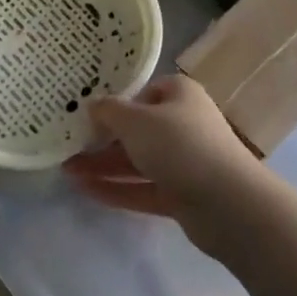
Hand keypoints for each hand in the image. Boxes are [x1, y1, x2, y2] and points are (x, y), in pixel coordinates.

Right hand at [63, 75, 261, 229]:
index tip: (88, 112)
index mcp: (179, 95)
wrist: (229, 203)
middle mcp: (183, 124)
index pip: (145, 92)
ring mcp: (184, 162)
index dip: (117, 101)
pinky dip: (118, 189)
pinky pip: (143, 189)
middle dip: (103, 139)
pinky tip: (86, 191)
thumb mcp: (136, 121)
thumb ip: (109, 112)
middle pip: (137, 129)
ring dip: (104, 165)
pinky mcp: (182, 196)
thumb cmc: (180, 145)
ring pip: (138, 161)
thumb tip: (92, 105)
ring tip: (67, 170)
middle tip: (69, 144)